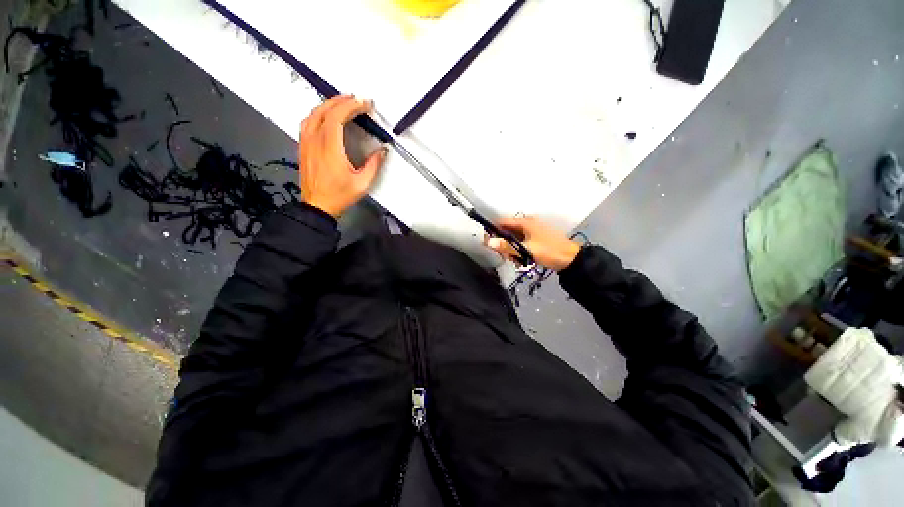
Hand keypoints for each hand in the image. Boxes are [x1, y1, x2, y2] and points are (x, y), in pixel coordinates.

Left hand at [299, 96, 386, 216]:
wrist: (317, 206)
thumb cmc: (339, 196)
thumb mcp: (362, 183)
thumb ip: (373, 165)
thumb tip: (382, 150)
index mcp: (330, 148)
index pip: (337, 117)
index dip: (352, 106)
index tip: (365, 104)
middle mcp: (315, 141)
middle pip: (324, 111)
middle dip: (342, 101)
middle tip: (357, 100)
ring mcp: (306, 143)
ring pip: (313, 113)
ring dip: (329, 104)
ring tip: (343, 103)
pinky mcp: (303, 147)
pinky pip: (307, 122)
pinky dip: (319, 113)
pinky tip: (326, 116)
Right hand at [484, 216, 580, 270]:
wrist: (572, 260)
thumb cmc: (549, 252)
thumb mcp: (526, 250)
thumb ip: (507, 246)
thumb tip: (488, 242)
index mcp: (525, 222)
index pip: (502, 222)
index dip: (493, 230)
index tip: (488, 242)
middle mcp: (528, 224)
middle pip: (507, 231)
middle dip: (503, 244)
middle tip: (505, 256)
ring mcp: (533, 231)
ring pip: (514, 238)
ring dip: (511, 249)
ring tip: (515, 260)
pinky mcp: (536, 239)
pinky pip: (522, 242)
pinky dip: (519, 250)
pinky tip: (521, 260)